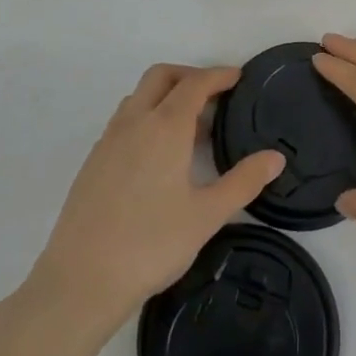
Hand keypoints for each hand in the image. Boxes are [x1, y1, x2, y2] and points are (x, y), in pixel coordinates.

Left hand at [28, 65, 283, 329]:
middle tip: (214, 95)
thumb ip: (243, 182)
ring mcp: (108, 140)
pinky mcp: (93, 161)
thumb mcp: (207, 215)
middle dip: (189, 75)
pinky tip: (157, 156)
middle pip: (161, 77)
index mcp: (165, 127)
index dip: (218, 75)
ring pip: (139, 97)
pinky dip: (146, 118)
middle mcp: (134, 123)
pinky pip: (124, 121)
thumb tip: (276, 157)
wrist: (80, 280)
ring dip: (165, 96)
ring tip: (189, 127)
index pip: (195, 83)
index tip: (238, 77)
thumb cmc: (151, 244)